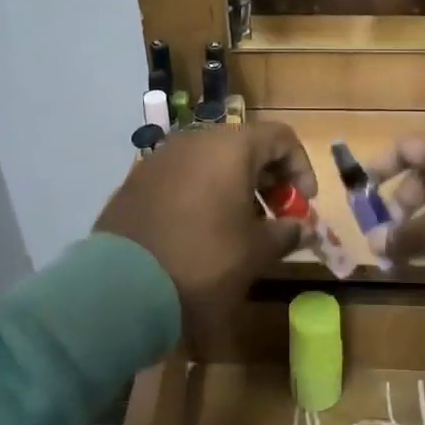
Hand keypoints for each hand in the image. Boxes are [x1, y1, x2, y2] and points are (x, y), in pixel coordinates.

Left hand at [95, 121, 316, 326]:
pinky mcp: (137, 180)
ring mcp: (161, 157)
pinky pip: (183, 176)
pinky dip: (202, 193)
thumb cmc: (203, 261)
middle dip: (268, 179)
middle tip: (276, 217)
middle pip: (245, 146)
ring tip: (240, 228)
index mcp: (231, 147)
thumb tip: (301, 228)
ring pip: (212, 161)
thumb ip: (286, 233)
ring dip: (235, 187)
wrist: (121, 286)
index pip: (281, 137)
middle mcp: (195, 140)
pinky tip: (202, 231)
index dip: (301, 168)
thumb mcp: (255, 253)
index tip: (303, 205)